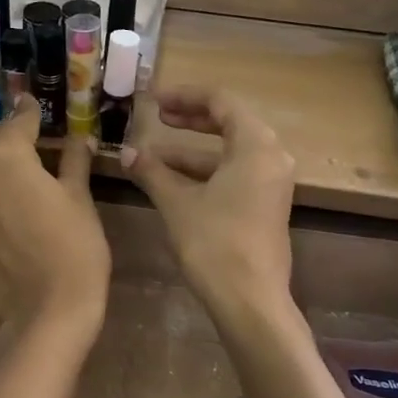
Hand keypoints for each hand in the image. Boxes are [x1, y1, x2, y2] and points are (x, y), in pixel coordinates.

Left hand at [0, 96, 110, 332]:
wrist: (47, 313)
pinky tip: (19, 212)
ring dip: (6, 175)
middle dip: (20, 148)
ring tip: (34, 183)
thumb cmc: (73, 247)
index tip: (34, 100)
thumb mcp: (79, 197)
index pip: (19, 122)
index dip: (31, 112)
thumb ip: (72, 159)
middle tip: (46, 151)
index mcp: (3, 157)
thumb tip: (78, 136)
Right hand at [120, 88, 295, 317]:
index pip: (220, 101)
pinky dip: (205, 171)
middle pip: (229, 123)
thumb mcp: (177, 203)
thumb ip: (152, 172)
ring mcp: (272, 182)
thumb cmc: (214, 244)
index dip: (184, 96)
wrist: (250, 301)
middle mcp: (271, 156)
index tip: (153, 100)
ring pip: (229, 152)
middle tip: (156, 117)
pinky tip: (171, 180)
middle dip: (189, 120)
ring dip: (191, 151)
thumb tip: (125, 153)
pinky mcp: (266, 203)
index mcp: (256, 145)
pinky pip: (234, 173)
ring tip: (152, 155)